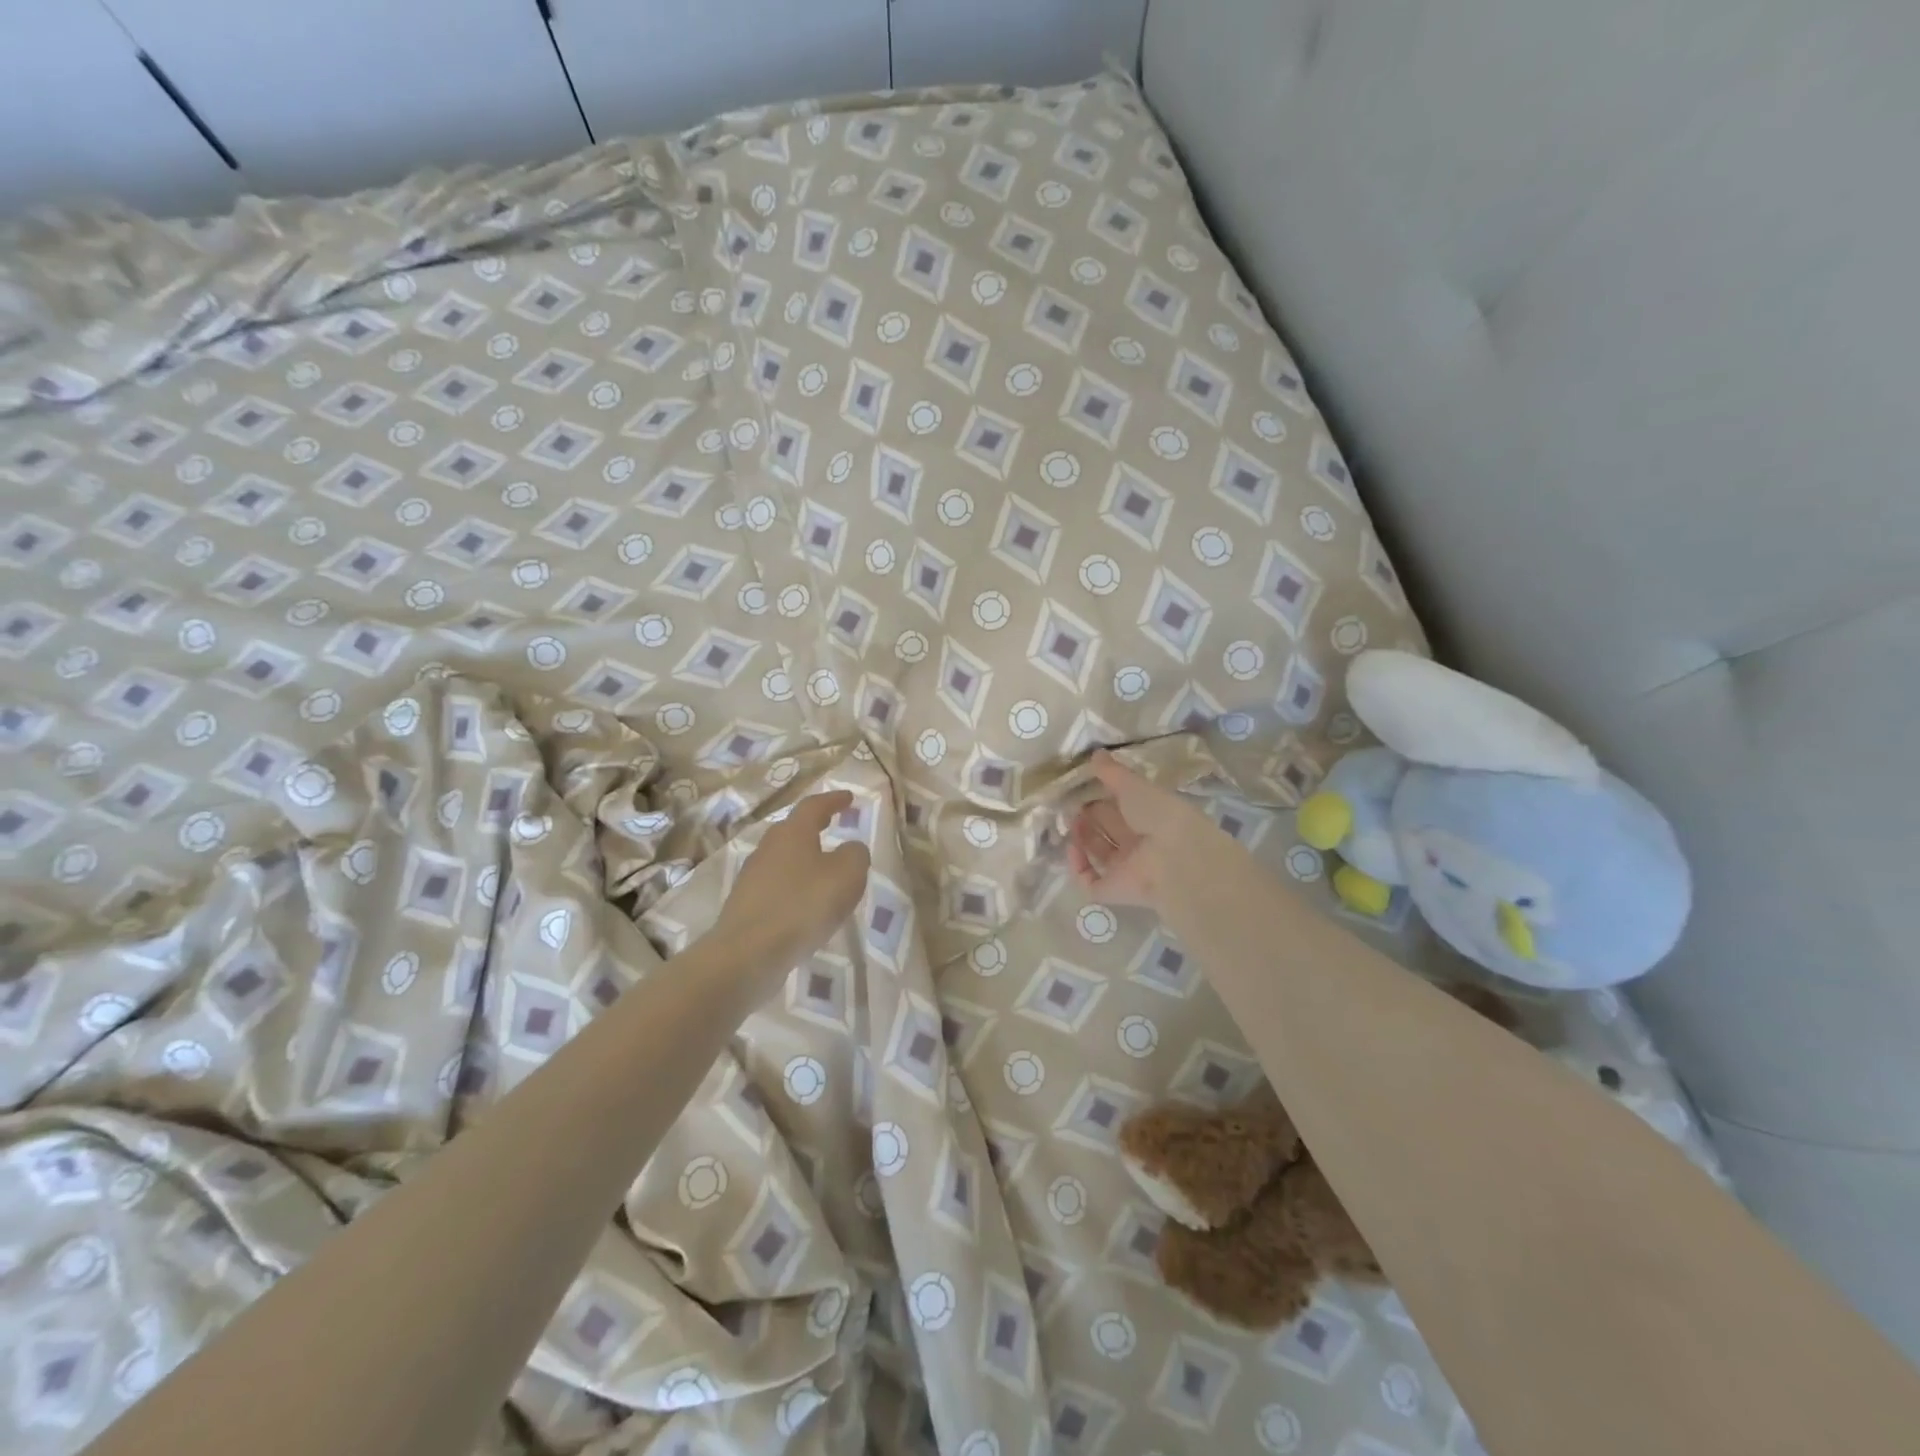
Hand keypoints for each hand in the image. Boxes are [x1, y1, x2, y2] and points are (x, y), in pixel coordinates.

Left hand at [717, 791, 871, 973]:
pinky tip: (807, 905)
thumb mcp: (847, 875)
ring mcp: (753, 877)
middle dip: (815, 826)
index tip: (849, 798)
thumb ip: (855, 855)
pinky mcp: (746, 905)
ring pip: (784, 859)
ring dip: (805, 860)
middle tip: (834, 825)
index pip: (814, 805)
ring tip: (825, 871)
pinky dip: (795, 888)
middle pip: (794, 830)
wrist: (748, 954)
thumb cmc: (803, 906)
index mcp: (793, 833)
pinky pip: (777, 887)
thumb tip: (851, 848)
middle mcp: (769, 847)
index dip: (834, 800)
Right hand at [1067, 751, 1211, 909]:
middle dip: (1090, 817)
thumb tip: (1095, 753)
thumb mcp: (1134, 786)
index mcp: (1151, 818)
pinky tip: (1072, 848)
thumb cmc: (1159, 814)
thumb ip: (1113, 772)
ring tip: (1071, 822)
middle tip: (1072, 804)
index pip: (1123, 808)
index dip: (1103, 798)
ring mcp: (1127, 869)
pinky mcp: (1114, 890)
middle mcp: (1139, 844)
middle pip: (1110, 830)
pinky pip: (1091, 881)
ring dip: (1082, 838)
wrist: (1176, 858)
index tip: (1084, 787)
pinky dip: (1078, 866)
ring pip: (1099, 854)